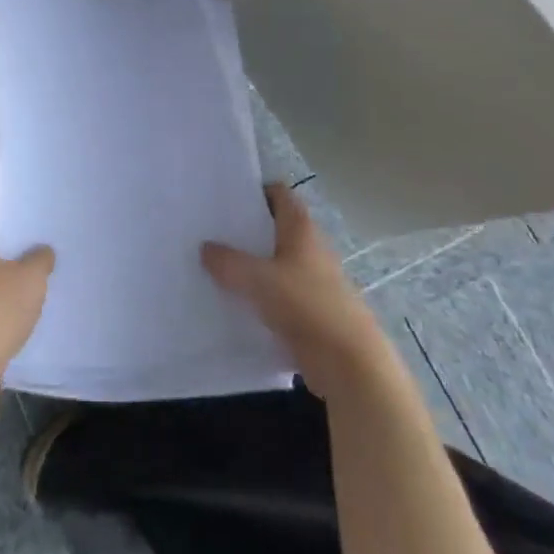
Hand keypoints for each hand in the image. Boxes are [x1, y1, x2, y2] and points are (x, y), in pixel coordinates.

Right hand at [202, 183, 395, 399]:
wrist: (348, 362)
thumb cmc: (306, 305)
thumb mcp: (258, 279)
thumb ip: (228, 262)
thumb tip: (205, 248)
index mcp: (301, 229)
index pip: (279, 194)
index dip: (255, 191)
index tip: (224, 199)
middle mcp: (309, 248)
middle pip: (274, 228)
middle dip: (245, 229)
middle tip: (210, 233)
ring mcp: (312, 280)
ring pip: (275, 262)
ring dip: (251, 265)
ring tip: (214, 268)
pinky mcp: (310, 310)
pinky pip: (278, 293)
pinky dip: (259, 295)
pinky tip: (234, 303)